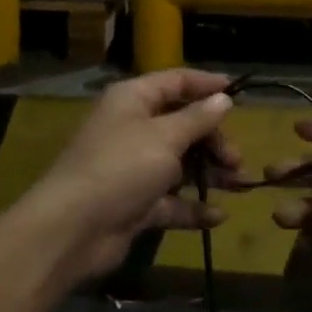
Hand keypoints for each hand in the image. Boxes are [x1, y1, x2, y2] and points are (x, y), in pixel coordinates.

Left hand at [23, 69, 240, 283]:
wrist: (72, 229)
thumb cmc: (121, 167)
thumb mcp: (165, 137)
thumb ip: (197, 118)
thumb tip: (223, 99)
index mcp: (133, 99)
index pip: (175, 82)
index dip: (206, 85)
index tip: (238, 93)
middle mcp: (133, 128)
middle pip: (182, 124)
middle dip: (212, 140)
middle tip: (236, 159)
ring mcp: (133, 167)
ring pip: (180, 164)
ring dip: (210, 173)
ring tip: (240, 185)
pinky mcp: (135, 204)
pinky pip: (171, 200)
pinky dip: (193, 207)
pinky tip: (217, 216)